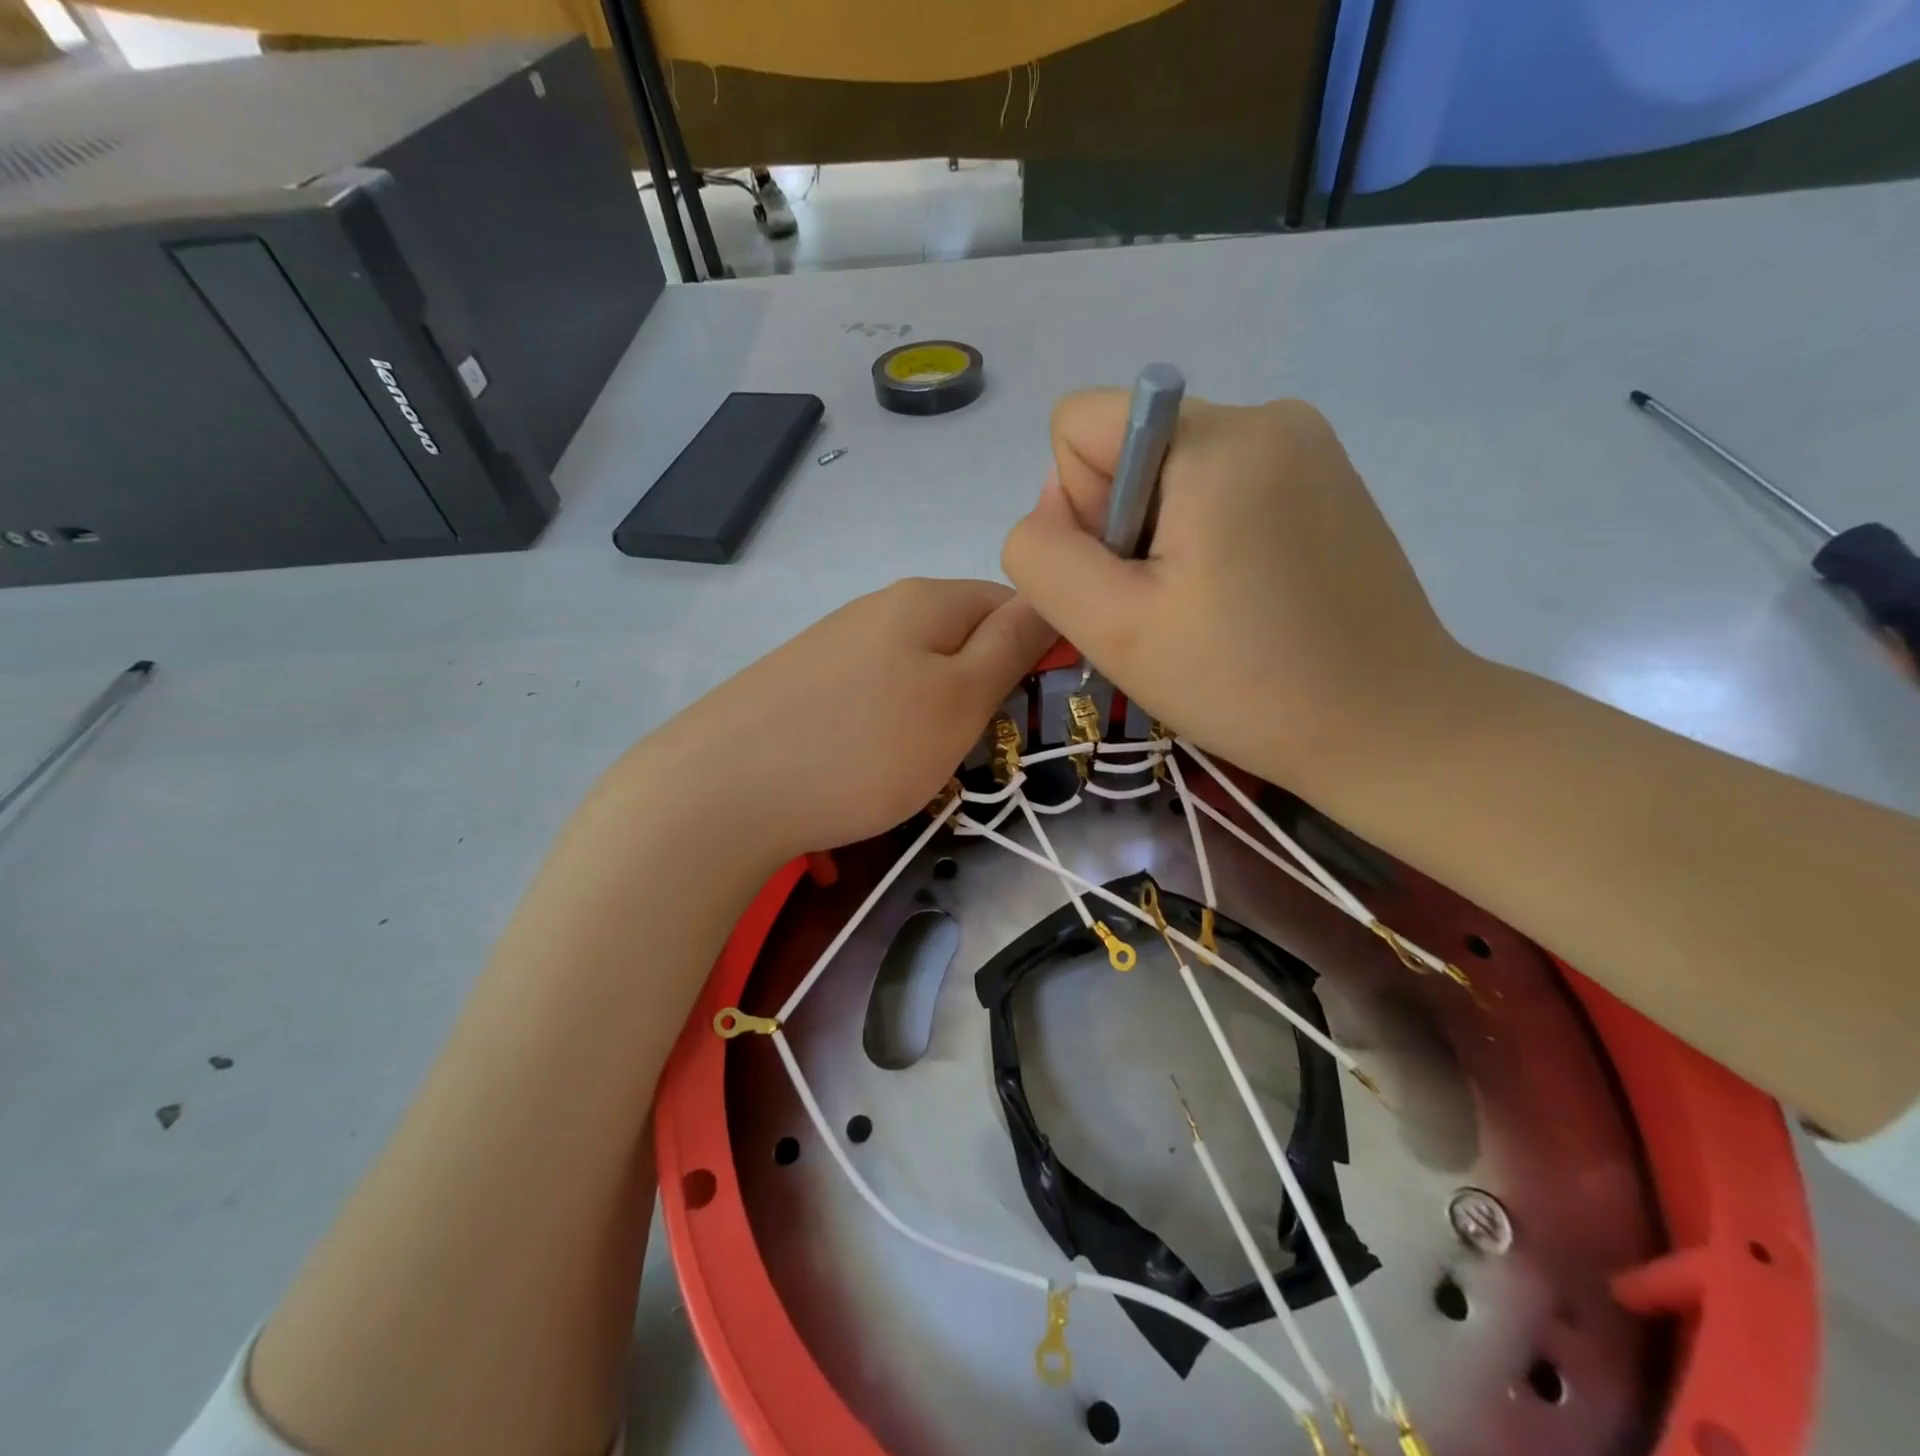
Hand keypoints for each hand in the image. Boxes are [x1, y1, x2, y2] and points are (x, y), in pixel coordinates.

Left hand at [647, 579, 1055, 859]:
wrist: (723, 791)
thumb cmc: (865, 747)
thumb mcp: (959, 699)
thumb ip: (1010, 646)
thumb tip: (1048, 598)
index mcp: (925, 599)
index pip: (1008, 602)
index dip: (1035, 650)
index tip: (1034, 708)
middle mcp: (878, 608)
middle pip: (960, 637)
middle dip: (982, 688)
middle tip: (979, 746)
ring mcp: (835, 645)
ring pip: (916, 672)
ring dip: (935, 714)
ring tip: (925, 765)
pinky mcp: (803, 684)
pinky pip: (872, 697)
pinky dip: (888, 730)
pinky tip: (871, 766)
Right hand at [1002, 392, 1480, 803]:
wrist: (1389, 726)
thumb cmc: (1245, 683)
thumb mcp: (1112, 627)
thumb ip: (1044, 554)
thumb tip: (1054, 506)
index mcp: (1214, 439)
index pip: (1078, 424)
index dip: (1079, 509)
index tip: (1133, 577)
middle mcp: (1265, 415)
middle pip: (1127, 449)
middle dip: (1124, 528)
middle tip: (1171, 606)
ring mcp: (1306, 444)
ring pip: (1169, 473)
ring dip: (1163, 539)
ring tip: (1210, 608)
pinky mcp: (1326, 480)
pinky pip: (1221, 487)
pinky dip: (1208, 539)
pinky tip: (1243, 597)